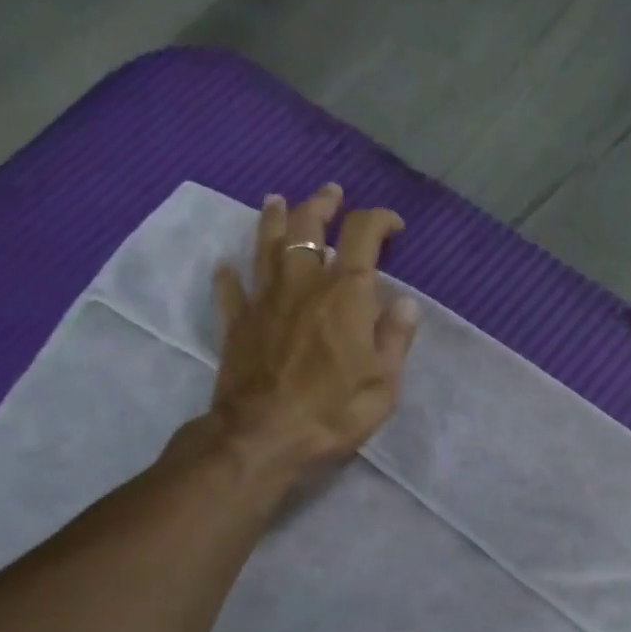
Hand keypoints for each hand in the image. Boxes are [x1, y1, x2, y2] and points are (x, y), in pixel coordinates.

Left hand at [202, 184, 419, 476]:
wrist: (263, 437)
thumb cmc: (333, 412)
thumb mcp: (383, 383)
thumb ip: (395, 338)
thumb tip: (405, 303)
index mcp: (345, 295)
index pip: (363, 236)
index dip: (379, 220)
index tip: (393, 226)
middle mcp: (303, 285)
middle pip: (308, 228)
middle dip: (321, 205)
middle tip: (330, 193)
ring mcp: (264, 301)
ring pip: (266, 246)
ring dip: (273, 220)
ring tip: (277, 201)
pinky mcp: (237, 324)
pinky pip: (230, 290)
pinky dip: (228, 275)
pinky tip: (225, 266)